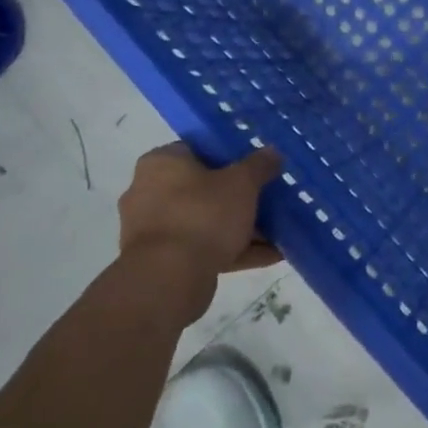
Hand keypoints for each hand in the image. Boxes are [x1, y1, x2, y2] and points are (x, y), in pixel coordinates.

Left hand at [117, 144, 283, 317]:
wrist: (169, 279)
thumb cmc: (203, 214)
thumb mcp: (242, 182)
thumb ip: (259, 165)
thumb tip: (272, 152)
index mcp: (161, 163)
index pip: (198, 149)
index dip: (230, 155)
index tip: (256, 165)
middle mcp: (149, 192)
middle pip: (204, 187)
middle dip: (239, 196)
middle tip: (269, 198)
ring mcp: (154, 230)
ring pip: (207, 221)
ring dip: (241, 226)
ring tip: (278, 231)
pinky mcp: (162, 262)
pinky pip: (204, 248)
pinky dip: (234, 250)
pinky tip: (271, 255)